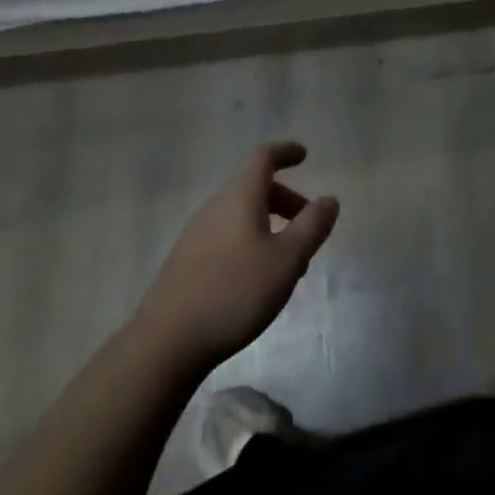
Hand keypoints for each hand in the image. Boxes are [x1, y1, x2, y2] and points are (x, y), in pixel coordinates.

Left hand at [133, 142, 338, 369]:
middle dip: (286, 200)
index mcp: (239, 196)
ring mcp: (196, 234)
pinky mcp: (185, 262)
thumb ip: (312, 227)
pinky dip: (249, 242)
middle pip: (254, 187)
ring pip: (240, 214)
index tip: (304, 156)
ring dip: (269, 226)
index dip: (285, 152)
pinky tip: (256, 280)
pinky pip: (226, 235)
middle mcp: (215, 206)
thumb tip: (330, 200)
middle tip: (308, 226)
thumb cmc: (234, 292)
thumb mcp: (287, 260)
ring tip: (288, 262)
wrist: (165, 343)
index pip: (263, 157)